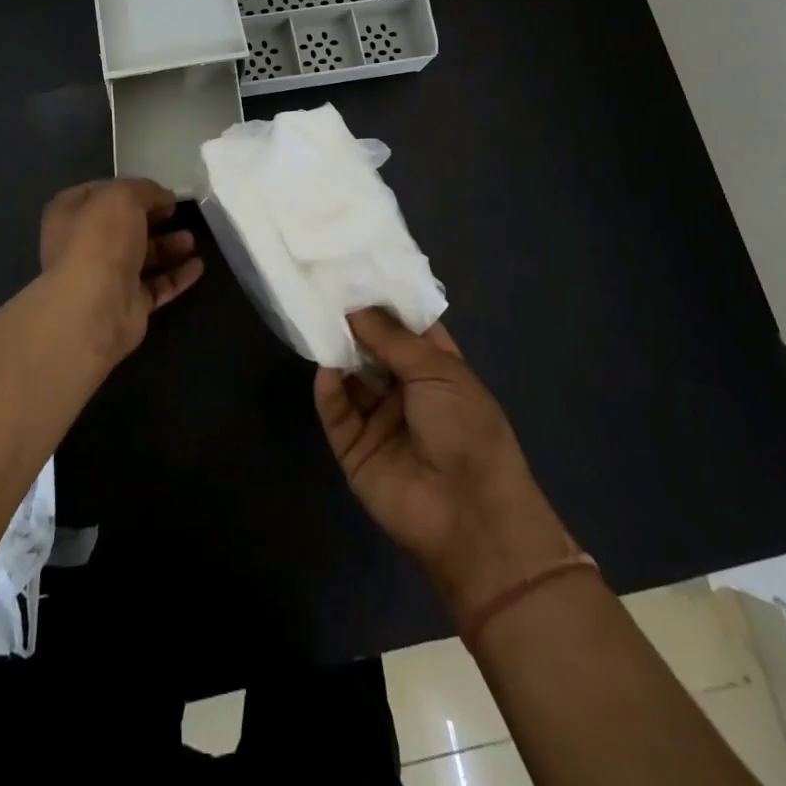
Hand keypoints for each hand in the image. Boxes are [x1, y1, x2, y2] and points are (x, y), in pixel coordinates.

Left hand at [39, 179, 202, 361]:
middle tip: (176, 213)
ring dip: (167, 247)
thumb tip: (163, 197)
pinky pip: (156, 286)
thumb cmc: (100, 240)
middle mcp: (82, 246)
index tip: (157, 190)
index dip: (128, 189)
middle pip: (123, 227)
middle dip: (152, 219)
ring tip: (191, 240)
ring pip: (141, 257)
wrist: (95, 308)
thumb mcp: (123, 197)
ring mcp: (105, 278)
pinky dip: (176, 276)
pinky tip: (198, 266)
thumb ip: (145, 190)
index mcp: (69, 215)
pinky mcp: (127, 305)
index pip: (98, 194)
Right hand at [315, 309, 576, 617]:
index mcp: (435, 368)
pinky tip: (326, 370)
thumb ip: (391, 337)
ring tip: (315, 319)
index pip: (404, 326)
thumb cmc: (466, 430)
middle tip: (322, 288)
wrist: (470, 516)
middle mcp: (404, 389)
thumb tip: (355, 305)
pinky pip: (336, 412)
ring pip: (349, 376)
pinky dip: (329, 391)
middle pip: (371, 348)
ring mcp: (378, 418)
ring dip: (336, 352)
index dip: (382, 301)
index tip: (352, 270)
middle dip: (352, 322)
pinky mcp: (354, 447)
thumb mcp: (438, 371)